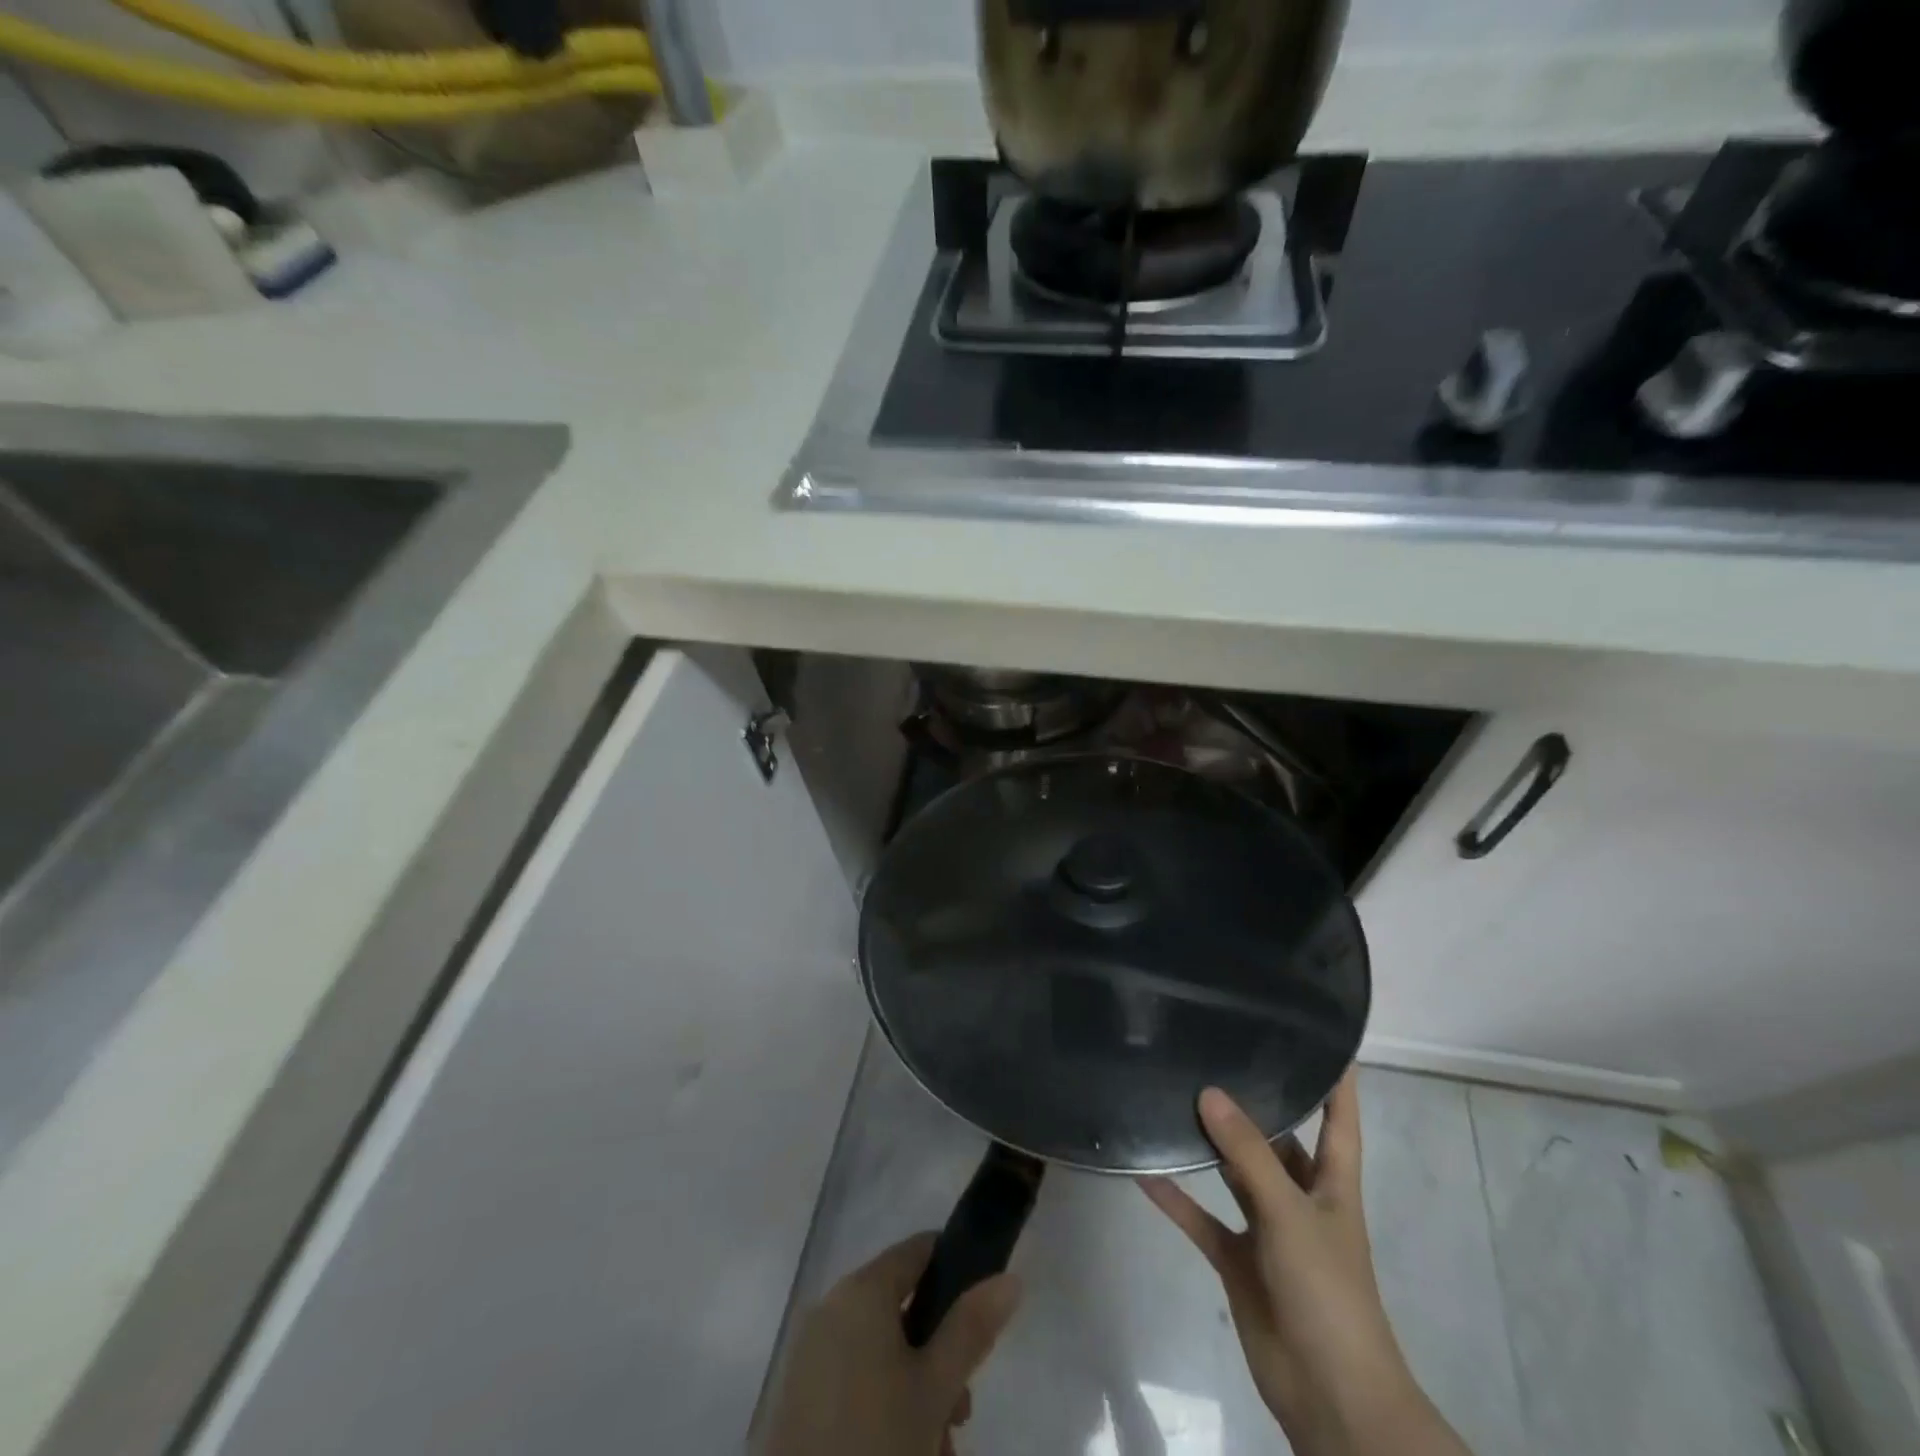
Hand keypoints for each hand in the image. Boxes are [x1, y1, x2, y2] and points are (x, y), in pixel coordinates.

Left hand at [758, 1233, 1021, 1455]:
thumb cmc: (877, 1442)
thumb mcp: (935, 1388)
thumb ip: (971, 1328)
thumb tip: (1009, 1278)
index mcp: (861, 1290)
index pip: (918, 1251)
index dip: (955, 1273)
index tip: (981, 1318)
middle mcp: (830, 1307)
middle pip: (902, 1310)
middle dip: (939, 1357)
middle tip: (959, 1413)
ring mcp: (809, 1352)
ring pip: (880, 1352)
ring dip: (916, 1391)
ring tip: (937, 1449)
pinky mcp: (797, 1397)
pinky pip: (852, 1379)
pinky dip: (882, 1404)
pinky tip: (903, 1450)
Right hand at [1140, 1072, 1472, 1455]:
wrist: (1330, 1398)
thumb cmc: (1328, 1293)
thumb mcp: (1291, 1215)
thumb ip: (1247, 1154)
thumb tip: (1209, 1091)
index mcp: (1332, 1180)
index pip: (1338, 1115)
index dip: (1335, 1076)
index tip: (1317, 1031)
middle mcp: (1299, 1195)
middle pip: (1276, 1137)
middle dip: (1251, 1102)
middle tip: (1211, 1051)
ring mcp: (1267, 1229)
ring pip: (1233, 1172)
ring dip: (1207, 1144)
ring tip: (1170, 1094)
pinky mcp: (1238, 1259)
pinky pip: (1200, 1216)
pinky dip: (1175, 1196)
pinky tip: (1142, 1168)